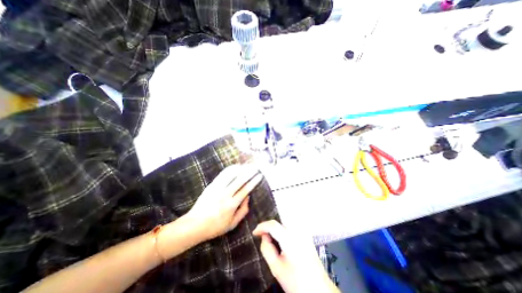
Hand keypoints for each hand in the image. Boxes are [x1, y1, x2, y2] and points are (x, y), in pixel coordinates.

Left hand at [185, 165, 262, 242]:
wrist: (194, 225)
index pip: (246, 189)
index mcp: (231, 205)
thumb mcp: (232, 224)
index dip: (254, 181)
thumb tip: (248, 197)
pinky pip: (222, 175)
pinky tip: (235, 166)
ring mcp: (217, 189)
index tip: (259, 176)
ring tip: (247, 165)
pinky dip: (230, 169)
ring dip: (240, 168)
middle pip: (240, 180)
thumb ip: (243, 211)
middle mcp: (225, 194)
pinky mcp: (211, 185)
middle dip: (249, 172)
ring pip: (231, 175)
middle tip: (256, 167)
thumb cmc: (215, 227)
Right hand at [252, 221, 338, 291]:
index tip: (254, 233)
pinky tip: (280, 237)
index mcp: (290, 238)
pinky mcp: (306, 235)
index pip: (272, 225)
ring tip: (270, 236)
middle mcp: (298, 231)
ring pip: (286, 221)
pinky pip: (291, 225)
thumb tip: (264, 236)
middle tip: (262, 235)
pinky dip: (283, 227)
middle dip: (269, 226)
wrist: (319, 290)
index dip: (261, 226)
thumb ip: (267, 249)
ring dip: (276, 226)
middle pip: (280, 220)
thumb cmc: (296, 281)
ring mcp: (304, 232)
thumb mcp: (276, 268)